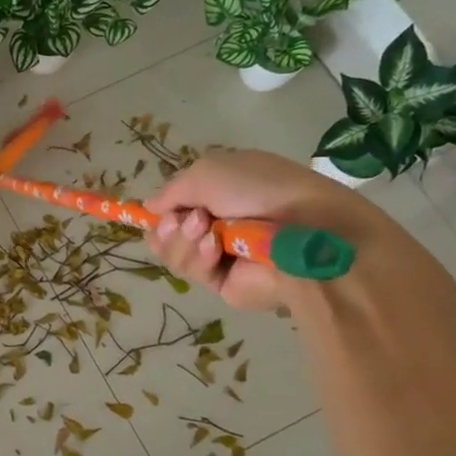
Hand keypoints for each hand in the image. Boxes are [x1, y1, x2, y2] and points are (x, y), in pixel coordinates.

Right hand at [144, 150, 370, 311]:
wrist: (305, 230)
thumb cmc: (260, 189)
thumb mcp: (206, 172)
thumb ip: (170, 190)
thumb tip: (150, 209)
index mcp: (220, 192)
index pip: (176, 205)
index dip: (161, 209)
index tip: (154, 211)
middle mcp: (218, 223)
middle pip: (166, 233)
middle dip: (168, 226)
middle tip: (183, 220)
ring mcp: (221, 255)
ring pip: (173, 253)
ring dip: (182, 239)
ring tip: (207, 231)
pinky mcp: (224, 284)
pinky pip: (192, 272)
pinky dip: (199, 257)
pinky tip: (216, 248)